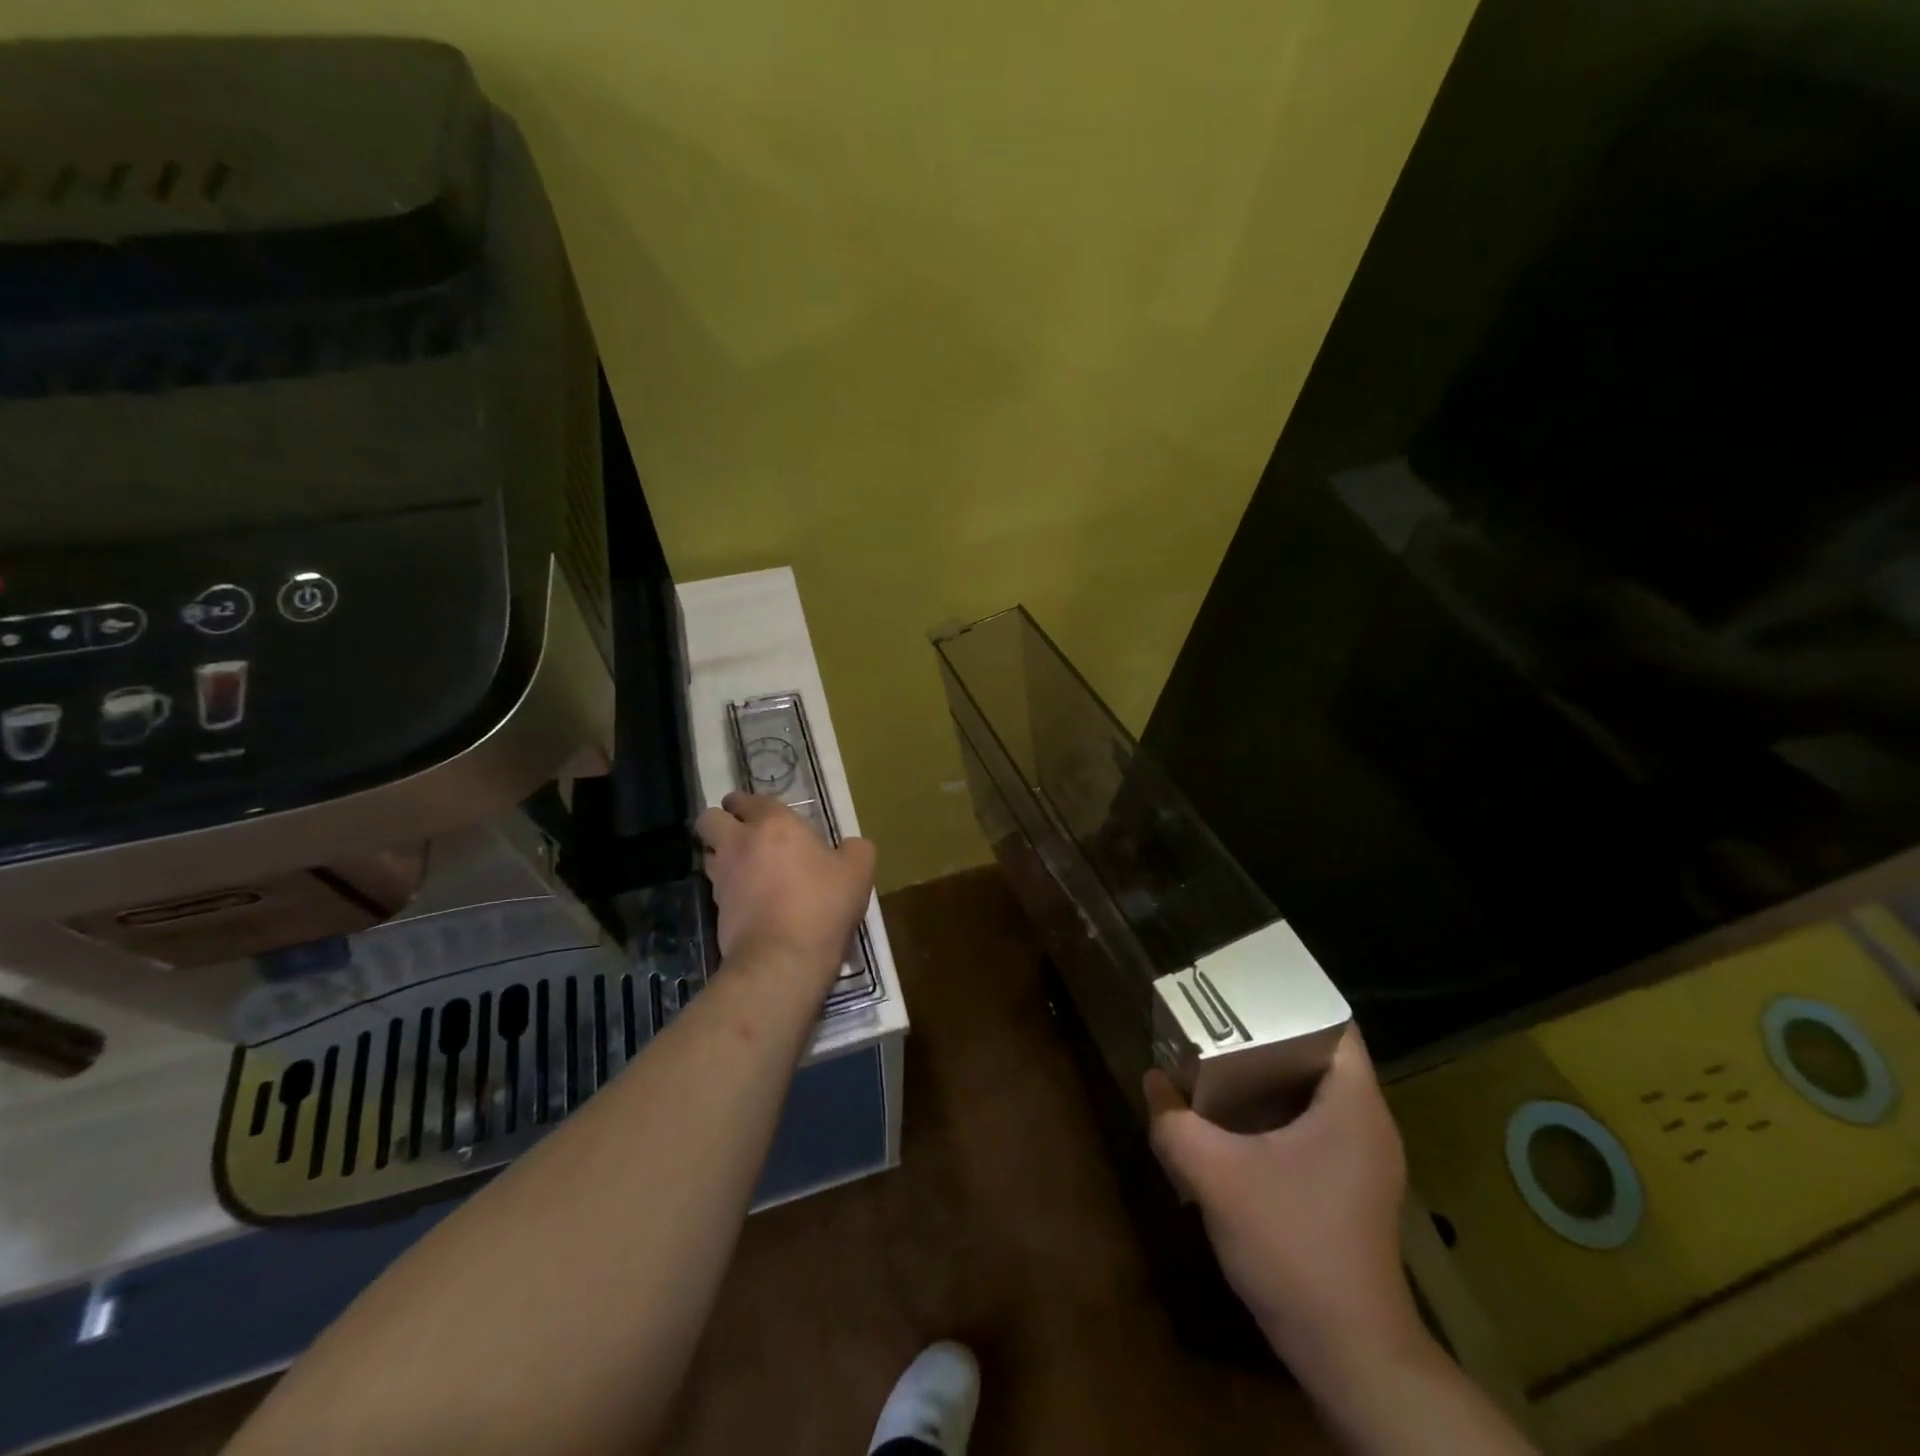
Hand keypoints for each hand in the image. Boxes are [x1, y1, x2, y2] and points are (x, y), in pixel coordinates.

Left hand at [697, 792, 874, 989]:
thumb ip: (855, 849)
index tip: (762, 812)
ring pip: (708, 853)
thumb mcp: (858, 872)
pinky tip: (749, 898)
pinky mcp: (715, 909)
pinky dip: (728, 888)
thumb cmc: (822, 904)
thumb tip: (849, 846)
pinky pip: (716, 887)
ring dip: (721, 854)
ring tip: (745, 867)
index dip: (749, 803)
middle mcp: (740, 843)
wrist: (783, 959)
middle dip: (721, 821)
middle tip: (744, 834)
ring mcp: (723, 877)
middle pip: (710, 819)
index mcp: (774, 824)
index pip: (748, 799)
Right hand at [1144, 1027, 1421, 1378]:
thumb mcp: (1215, 1175)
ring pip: (1314, 1093)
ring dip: (1268, 1076)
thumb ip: (1173, 1122)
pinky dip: (1276, 1112)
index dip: (1289, 999)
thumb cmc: (1291, 1244)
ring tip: (1217, 1061)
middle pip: (1319, 1053)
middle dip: (1266, 1034)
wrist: (1348, 1352)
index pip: (1334, 1023)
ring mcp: (1364, 1159)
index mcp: (1353, 1104)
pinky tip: (1234, 1123)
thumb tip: (1152, 1082)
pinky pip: (1313, 1125)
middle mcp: (1368, 1123)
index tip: (1241, 991)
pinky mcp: (1351, 1187)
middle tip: (1215, 1022)